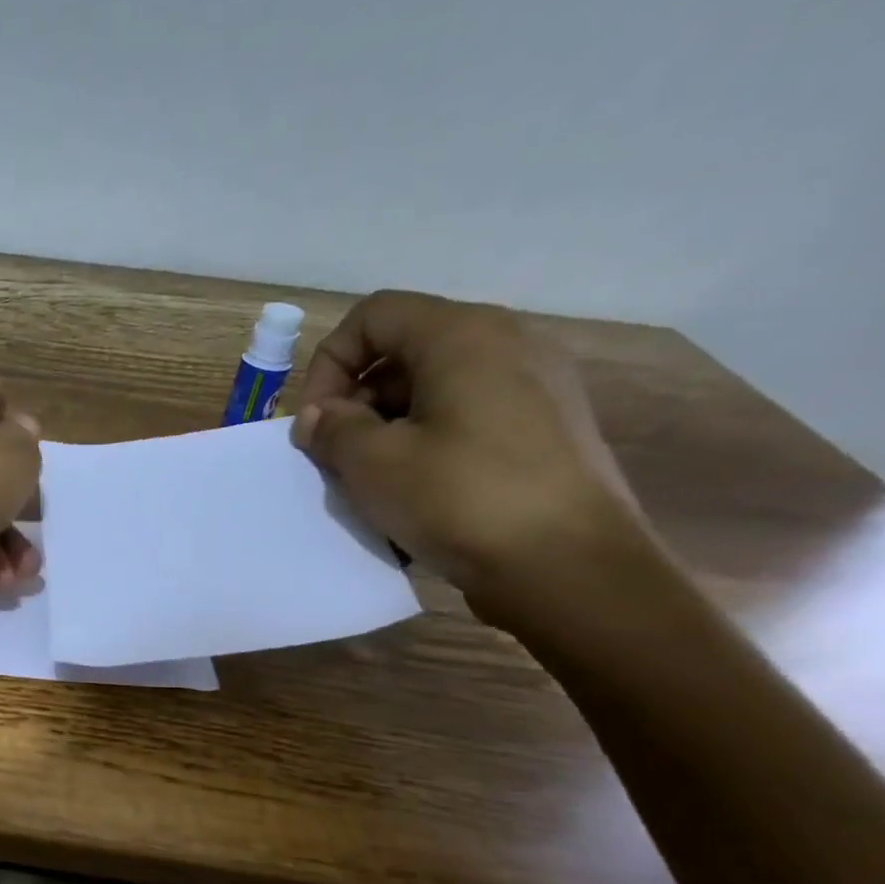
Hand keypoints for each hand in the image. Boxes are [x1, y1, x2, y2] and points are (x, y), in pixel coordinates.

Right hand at [289, 290, 646, 627]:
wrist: (569, 568)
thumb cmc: (461, 499)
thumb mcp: (374, 463)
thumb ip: (333, 428)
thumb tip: (321, 417)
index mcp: (464, 335)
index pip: (373, 316)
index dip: (329, 363)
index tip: (316, 423)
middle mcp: (508, 343)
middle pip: (405, 350)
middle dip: (357, 400)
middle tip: (336, 456)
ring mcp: (537, 385)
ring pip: (435, 387)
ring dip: (388, 426)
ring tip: (374, 480)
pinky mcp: (549, 427)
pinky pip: (469, 415)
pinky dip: (429, 440)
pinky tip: (419, 491)